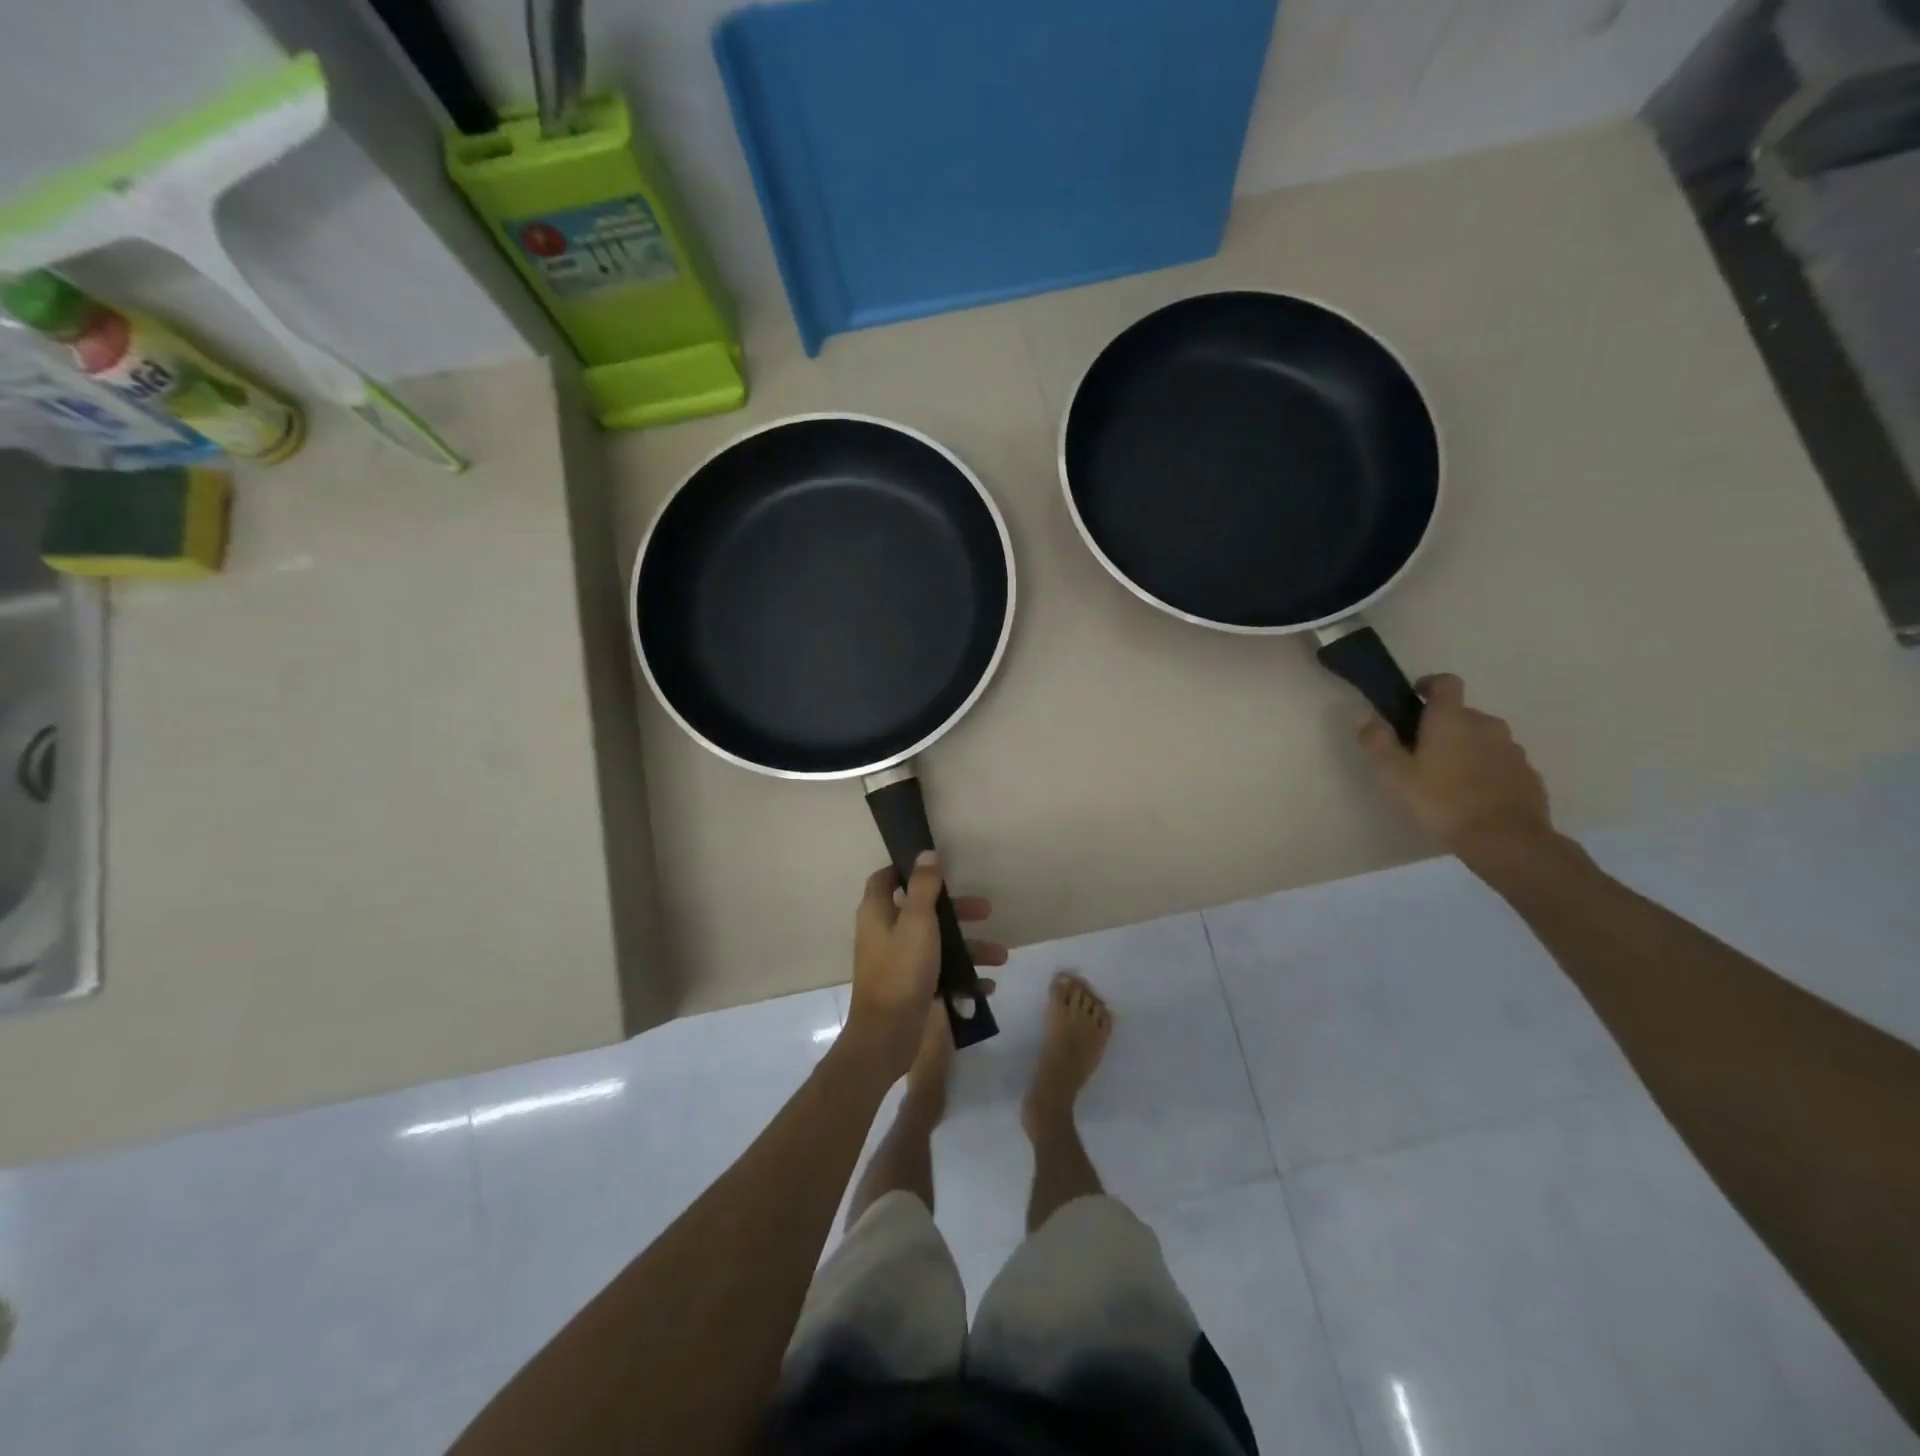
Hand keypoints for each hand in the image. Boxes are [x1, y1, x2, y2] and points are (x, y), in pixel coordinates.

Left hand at [844, 853, 1006, 1078]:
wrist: (887, 1036)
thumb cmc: (901, 970)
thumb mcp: (918, 921)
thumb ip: (924, 886)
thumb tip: (926, 853)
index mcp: (878, 912)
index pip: (887, 879)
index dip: (909, 869)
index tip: (939, 867)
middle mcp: (885, 933)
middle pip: (922, 910)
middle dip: (956, 911)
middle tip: (986, 910)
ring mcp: (898, 962)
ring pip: (937, 943)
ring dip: (968, 947)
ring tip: (1000, 956)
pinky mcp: (910, 987)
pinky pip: (940, 973)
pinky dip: (962, 976)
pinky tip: (986, 986)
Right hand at [1358, 673, 1554, 857]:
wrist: (1505, 840)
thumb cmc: (1441, 802)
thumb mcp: (1394, 776)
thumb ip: (1377, 743)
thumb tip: (1368, 718)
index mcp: (1452, 719)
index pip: (1445, 683)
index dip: (1429, 685)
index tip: (1415, 698)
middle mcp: (1486, 725)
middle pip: (1462, 714)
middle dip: (1443, 726)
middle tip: (1423, 752)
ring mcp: (1512, 749)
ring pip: (1483, 738)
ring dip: (1466, 748)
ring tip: (1448, 778)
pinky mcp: (1528, 773)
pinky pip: (1501, 762)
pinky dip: (1486, 769)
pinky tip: (1473, 795)